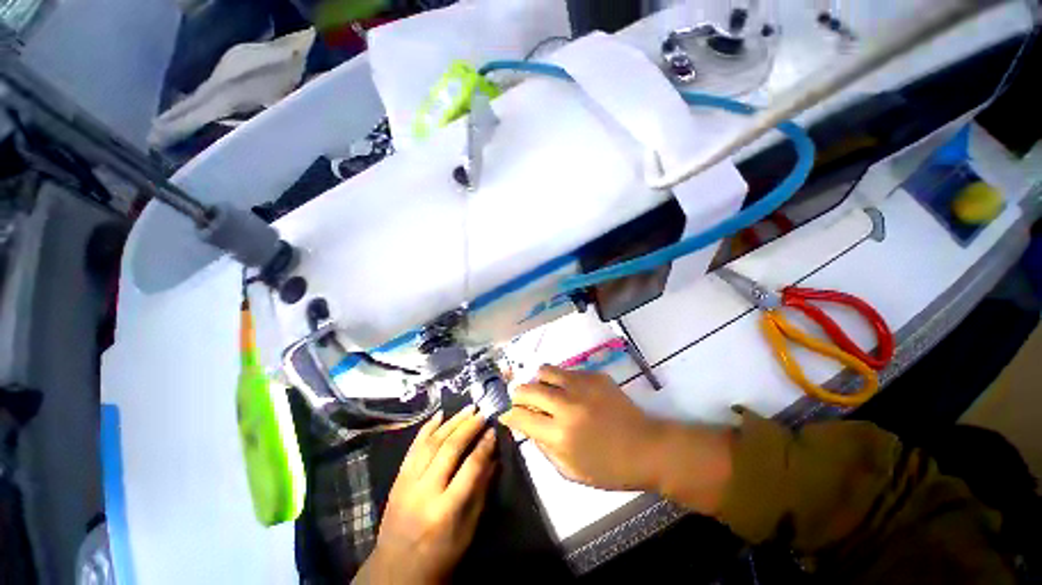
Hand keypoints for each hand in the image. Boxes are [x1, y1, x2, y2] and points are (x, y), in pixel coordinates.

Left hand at [356, 406, 495, 583]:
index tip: (494, 430)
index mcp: (445, 511)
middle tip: (482, 413)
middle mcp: (424, 493)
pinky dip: (426, 428)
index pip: (470, 469)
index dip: (484, 446)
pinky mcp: (397, 480)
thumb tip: (493, 457)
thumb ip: (480, 491)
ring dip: (451, 422)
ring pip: (431, 443)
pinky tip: (439, 415)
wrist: (395, 572)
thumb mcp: (468, 531)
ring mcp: (407, 484)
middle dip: (468, 427)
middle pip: (449, 449)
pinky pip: (413, 447)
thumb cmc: (440, 556)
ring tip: (467, 409)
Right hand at [499, 365, 664, 490]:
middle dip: (518, 395)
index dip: (509, 415)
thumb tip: (527, 426)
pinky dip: (561, 381)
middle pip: (527, 389)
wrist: (647, 447)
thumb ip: (543, 448)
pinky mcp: (594, 375)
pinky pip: (567, 371)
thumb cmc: (609, 468)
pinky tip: (571, 392)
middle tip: (523, 402)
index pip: (520, 415)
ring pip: (544, 371)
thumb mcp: (570, 471)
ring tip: (546, 392)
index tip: (508, 415)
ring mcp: (581, 385)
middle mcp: (566, 404)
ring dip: (539, 382)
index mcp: (559, 434)